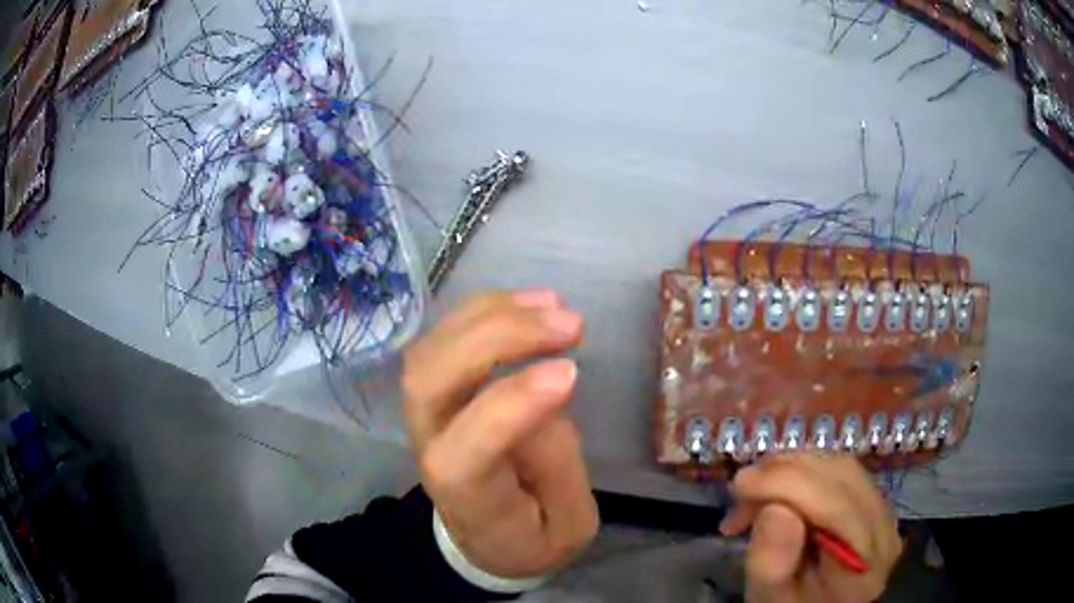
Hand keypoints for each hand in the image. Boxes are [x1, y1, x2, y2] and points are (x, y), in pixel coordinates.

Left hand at [402, 290, 598, 578]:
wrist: (487, 536)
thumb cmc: (530, 537)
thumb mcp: (565, 527)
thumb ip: (558, 468)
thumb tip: (548, 391)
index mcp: (465, 497)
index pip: (464, 450)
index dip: (510, 406)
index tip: (571, 372)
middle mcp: (430, 447)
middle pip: (430, 380)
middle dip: (497, 339)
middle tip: (569, 326)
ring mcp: (425, 413)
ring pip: (432, 348)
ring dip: (492, 315)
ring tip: (554, 307)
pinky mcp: (437, 388)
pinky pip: (445, 337)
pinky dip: (487, 310)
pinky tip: (532, 303)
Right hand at [720, 454, 901, 602]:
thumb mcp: (769, 600)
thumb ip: (772, 564)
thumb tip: (775, 508)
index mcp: (864, 570)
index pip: (839, 511)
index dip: (792, 486)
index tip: (742, 485)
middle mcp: (886, 533)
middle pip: (844, 480)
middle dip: (787, 472)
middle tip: (740, 487)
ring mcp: (884, 513)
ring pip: (843, 467)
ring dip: (793, 467)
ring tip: (754, 489)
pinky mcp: (874, 500)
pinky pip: (842, 470)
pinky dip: (804, 469)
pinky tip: (778, 485)